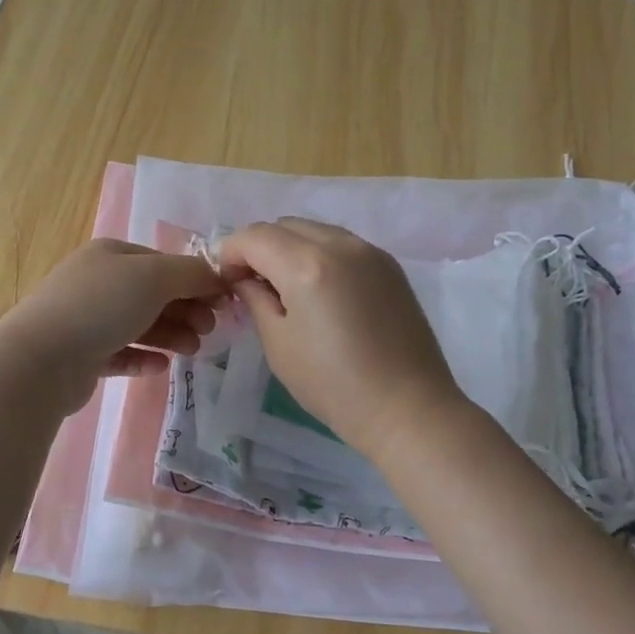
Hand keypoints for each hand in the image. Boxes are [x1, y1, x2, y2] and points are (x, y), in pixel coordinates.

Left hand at [0, 239, 224, 414]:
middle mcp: (97, 282)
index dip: (196, 281)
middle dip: (185, 311)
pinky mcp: (81, 356)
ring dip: (170, 335)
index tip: (223, 304)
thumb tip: (218, 278)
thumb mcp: (154, 277)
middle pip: (153, 295)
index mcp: (112, 255)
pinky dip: (143, 357)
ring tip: (191, 351)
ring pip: (139, 324)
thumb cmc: (101, 306)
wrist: (42, 358)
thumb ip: (192, 274)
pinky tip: (160, 366)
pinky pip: (120, 353)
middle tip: (208, 331)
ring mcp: (86, 319)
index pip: (163, 263)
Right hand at [216, 218, 466, 461]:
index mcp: (307, 265)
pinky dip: (320, 255)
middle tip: (254, 286)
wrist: (407, 408)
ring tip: (287, 289)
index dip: (231, 254)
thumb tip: (245, 278)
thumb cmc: (333, 385)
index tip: (228, 284)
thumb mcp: (279, 344)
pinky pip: (341, 244)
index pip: (254, 236)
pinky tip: (321, 293)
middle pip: (284, 225)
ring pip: (314, 230)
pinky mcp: (389, 266)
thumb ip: (255, 299)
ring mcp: (370, 251)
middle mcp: (340, 244)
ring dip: (290, 248)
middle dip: (260, 248)